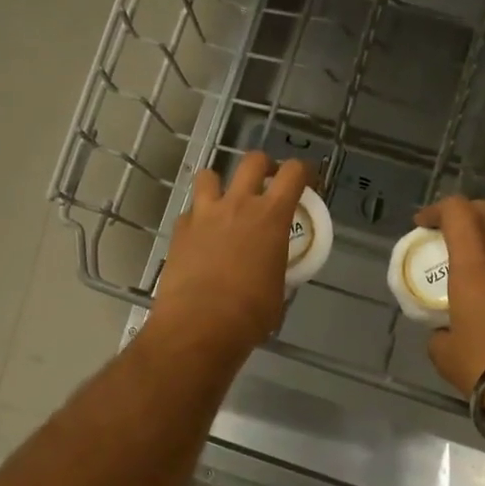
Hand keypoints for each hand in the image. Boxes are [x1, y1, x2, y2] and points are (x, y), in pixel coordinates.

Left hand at [148, 152, 310, 354]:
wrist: (198, 325)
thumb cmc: (249, 313)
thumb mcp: (278, 289)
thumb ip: (275, 266)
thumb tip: (269, 270)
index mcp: (271, 216)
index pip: (293, 174)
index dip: (303, 170)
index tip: (305, 178)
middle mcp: (238, 205)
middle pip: (252, 161)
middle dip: (263, 165)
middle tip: (266, 180)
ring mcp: (204, 214)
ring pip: (209, 176)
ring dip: (220, 184)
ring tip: (223, 201)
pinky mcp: (179, 230)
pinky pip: (190, 212)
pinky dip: (197, 219)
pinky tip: (199, 237)